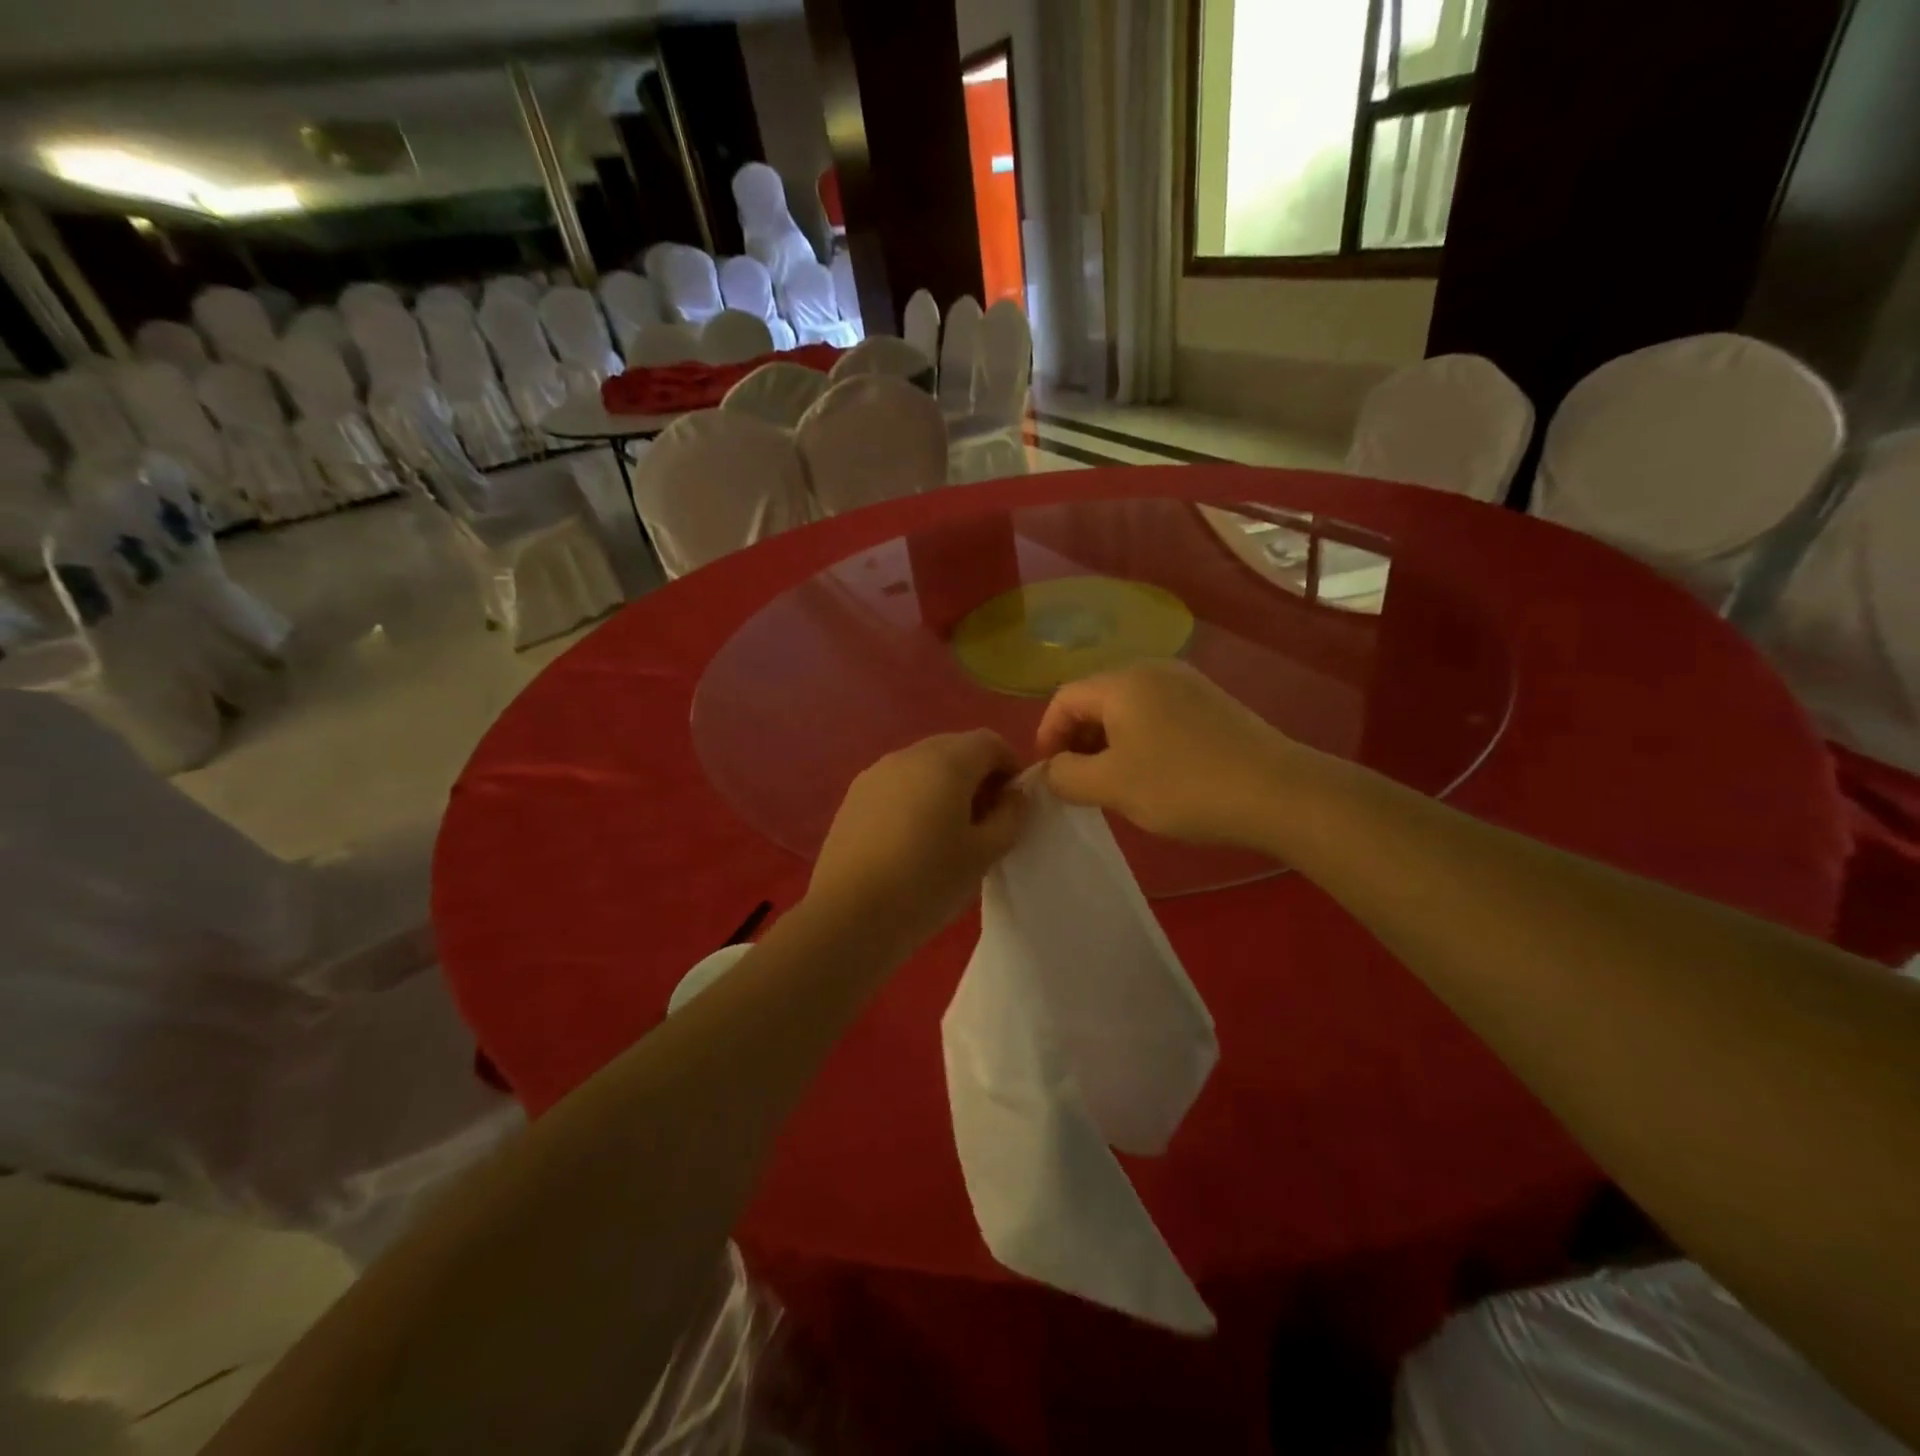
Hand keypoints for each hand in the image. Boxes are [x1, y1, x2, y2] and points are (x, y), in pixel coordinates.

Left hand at [805, 731, 1026, 960]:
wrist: (849, 915)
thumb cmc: (927, 882)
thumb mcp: (984, 854)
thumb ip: (1010, 816)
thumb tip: (1014, 795)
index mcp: (946, 762)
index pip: (989, 742)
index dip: (1010, 766)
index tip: (1015, 803)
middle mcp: (909, 755)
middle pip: (955, 748)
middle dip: (978, 774)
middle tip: (986, 818)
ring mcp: (876, 773)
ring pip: (923, 765)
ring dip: (945, 785)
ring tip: (949, 830)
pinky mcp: (854, 796)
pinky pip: (897, 783)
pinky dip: (915, 797)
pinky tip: (912, 838)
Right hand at [1036, 660, 1301, 846]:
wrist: (1277, 792)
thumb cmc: (1182, 785)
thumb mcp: (1111, 786)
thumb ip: (1066, 776)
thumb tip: (1052, 770)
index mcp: (1123, 681)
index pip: (1064, 698)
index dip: (1047, 735)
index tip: (1049, 774)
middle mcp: (1153, 670)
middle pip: (1096, 699)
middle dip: (1078, 740)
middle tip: (1078, 781)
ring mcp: (1188, 684)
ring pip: (1128, 709)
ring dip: (1108, 743)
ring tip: (1113, 783)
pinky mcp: (1212, 704)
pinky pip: (1158, 715)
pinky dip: (1140, 740)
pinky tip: (1153, 774)